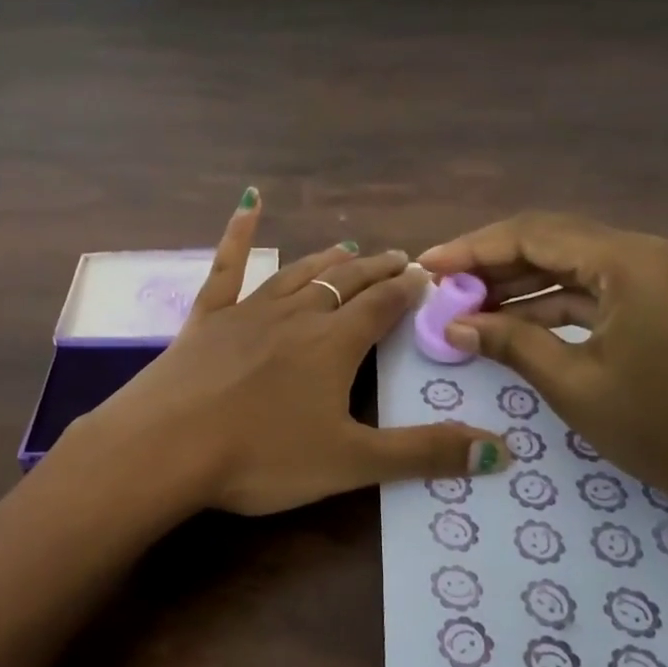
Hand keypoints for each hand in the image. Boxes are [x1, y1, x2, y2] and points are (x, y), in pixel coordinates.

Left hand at [73, 190, 511, 515]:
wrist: (165, 448)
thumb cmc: (262, 457)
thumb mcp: (351, 463)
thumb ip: (425, 454)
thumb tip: (502, 454)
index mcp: (334, 344)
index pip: (383, 306)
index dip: (407, 290)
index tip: (426, 275)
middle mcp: (296, 315)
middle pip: (345, 284)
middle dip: (376, 271)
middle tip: (398, 258)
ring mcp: (247, 312)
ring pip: (297, 274)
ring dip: (326, 261)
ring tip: (347, 248)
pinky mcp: (206, 319)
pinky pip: (227, 268)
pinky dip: (239, 234)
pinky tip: (247, 203)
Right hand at [418, 211, 667, 516]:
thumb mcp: (576, 385)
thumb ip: (510, 343)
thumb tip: (452, 324)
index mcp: (630, 261)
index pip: (533, 234)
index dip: (472, 248)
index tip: (426, 266)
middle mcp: (647, 253)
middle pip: (552, 240)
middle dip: (491, 262)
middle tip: (441, 286)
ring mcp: (659, 276)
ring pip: (572, 264)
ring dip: (519, 282)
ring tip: (465, 305)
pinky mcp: (663, 301)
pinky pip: (595, 288)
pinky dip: (551, 302)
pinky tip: (511, 320)